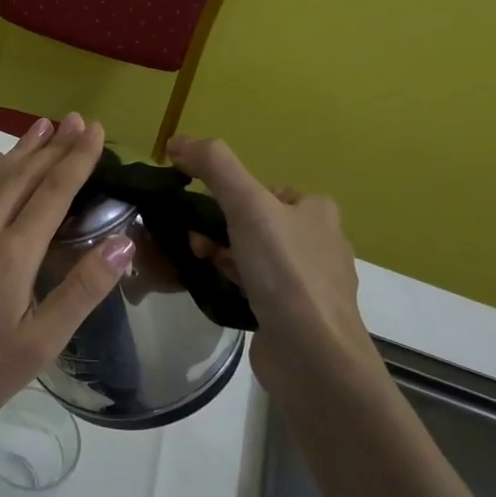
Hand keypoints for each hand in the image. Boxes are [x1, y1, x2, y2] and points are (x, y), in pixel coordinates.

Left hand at [0, 113, 133, 436]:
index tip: (93, 130)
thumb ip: (82, 289)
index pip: (52, 192)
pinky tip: (0, 167)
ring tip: (42, 127)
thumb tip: (123, 242)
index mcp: (11, 253)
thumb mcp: (41, 341)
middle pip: (22, 176)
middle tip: (75, 119)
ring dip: (22, 152)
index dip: (76, 159)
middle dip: (52, 146)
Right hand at [166, 136, 368, 387]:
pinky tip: (215, 289)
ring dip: (221, 255)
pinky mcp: (294, 314)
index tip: (199, 212)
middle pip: (253, 222)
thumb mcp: (248, 205)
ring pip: (251, 255)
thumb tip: (177, 141)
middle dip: (218, 229)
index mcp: (317, 211)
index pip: (262, 190)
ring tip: (201, 265)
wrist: (313, 355)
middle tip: (195, 243)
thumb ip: (214, 166)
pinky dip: (231, 283)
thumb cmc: (285, 272)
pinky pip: (254, 286)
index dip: (226, 196)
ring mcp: (308, 282)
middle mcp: (318, 242)